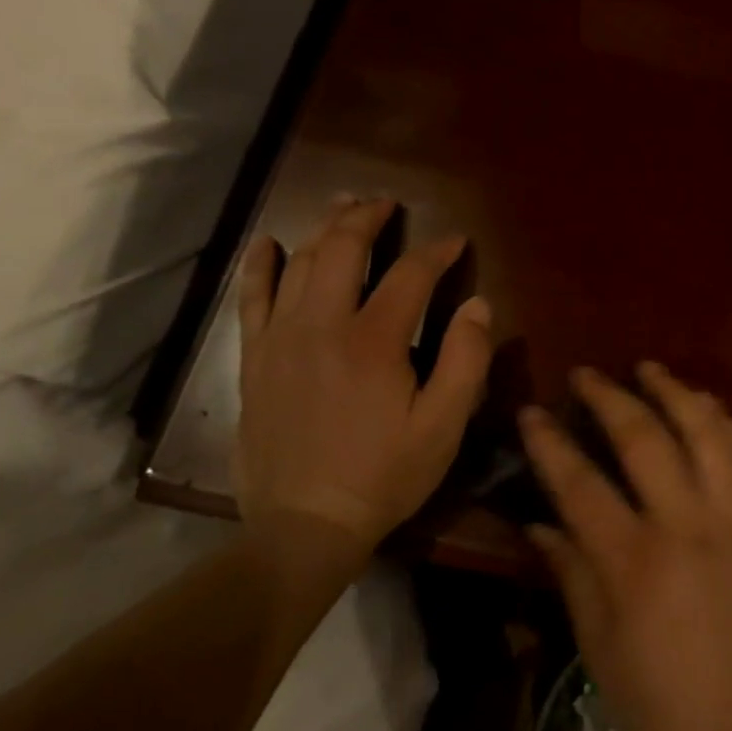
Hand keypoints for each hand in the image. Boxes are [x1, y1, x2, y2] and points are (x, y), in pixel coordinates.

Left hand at [235, 196, 492, 561]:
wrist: (304, 526)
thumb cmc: (385, 475)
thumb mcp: (444, 425)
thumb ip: (466, 359)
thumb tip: (479, 304)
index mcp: (375, 341)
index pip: (411, 274)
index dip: (437, 251)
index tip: (456, 240)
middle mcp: (323, 326)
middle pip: (344, 250)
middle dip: (369, 218)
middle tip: (388, 204)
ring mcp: (281, 339)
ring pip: (300, 263)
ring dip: (325, 228)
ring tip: (343, 206)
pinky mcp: (255, 358)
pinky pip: (252, 298)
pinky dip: (260, 264)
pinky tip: (267, 242)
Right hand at [521, 364, 731, 730]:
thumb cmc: (660, 702)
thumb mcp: (598, 648)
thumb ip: (570, 573)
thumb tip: (539, 519)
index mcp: (634, 563)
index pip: (580, 484)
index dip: (550, 443)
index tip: (531, 411)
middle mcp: (684, 526)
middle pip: (644, 439)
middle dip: (609, 397)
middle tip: (585, 374)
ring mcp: (730, 520)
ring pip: (704, 433)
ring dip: (674, 392)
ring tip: (648, 368)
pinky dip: (721, 422)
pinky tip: (704, 405)